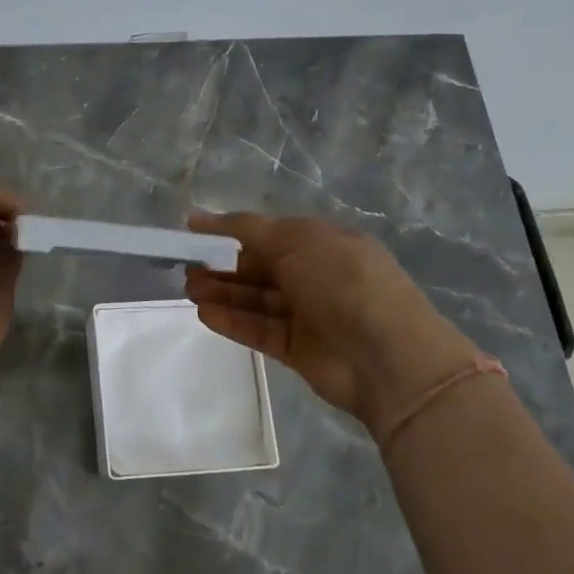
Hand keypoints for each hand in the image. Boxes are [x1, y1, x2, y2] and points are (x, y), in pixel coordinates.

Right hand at [185, 212, 481, 445]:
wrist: (388, 357)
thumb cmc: (342, 282)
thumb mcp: (296, 239)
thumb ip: (246, 228)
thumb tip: (199, 216)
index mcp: (323, 243)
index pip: (269, 233)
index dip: (230, 231)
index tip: (193, 230)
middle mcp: (316, 275)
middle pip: (260, 267)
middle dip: (222, 265)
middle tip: (185, 266)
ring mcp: (307, 314)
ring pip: (256, 299)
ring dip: (222, 292)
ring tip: (187, 288)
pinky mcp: (297, 348)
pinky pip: (259, 330)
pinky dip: (232, 321)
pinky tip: (204, 314)